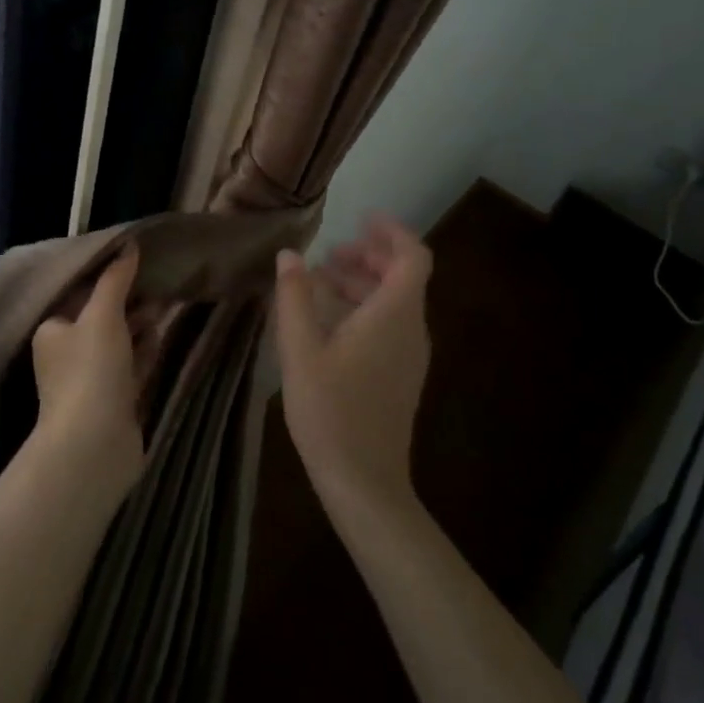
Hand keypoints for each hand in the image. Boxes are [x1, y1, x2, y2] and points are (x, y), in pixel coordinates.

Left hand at [30, 246, 144, 503]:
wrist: (93, 446)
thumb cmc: (90, 371)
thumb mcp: (102, 315)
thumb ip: (115, 279)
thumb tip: (129, 243)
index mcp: (53, 330)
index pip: (79, 293)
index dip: (106, 276)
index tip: (134, 259)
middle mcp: (68, 353)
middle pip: (101, 317)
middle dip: (128, 300)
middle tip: (158, 279)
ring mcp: (92, 380)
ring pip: (119, 342)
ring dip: (139, 324)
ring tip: (166, 302)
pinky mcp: (114, 402)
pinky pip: (132, 367)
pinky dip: (145, 350)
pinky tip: (162, 335)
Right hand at [274, 216, 432, 527]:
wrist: (365, 484)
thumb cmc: (331, 412)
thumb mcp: (301, 350)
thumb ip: (295, 297)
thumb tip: (290, 254)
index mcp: (394, 315)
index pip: (413, 256)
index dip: (392, 231)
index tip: (362, 218)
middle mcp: (412, 329)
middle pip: (403, 276)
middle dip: (369, 256)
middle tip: (330, 253)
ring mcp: (410, 355)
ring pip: (395, 301)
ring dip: (363, 282)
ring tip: (320, 281)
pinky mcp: (402, 375)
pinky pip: (390, 324)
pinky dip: (365, 307)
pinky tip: (329, 320)